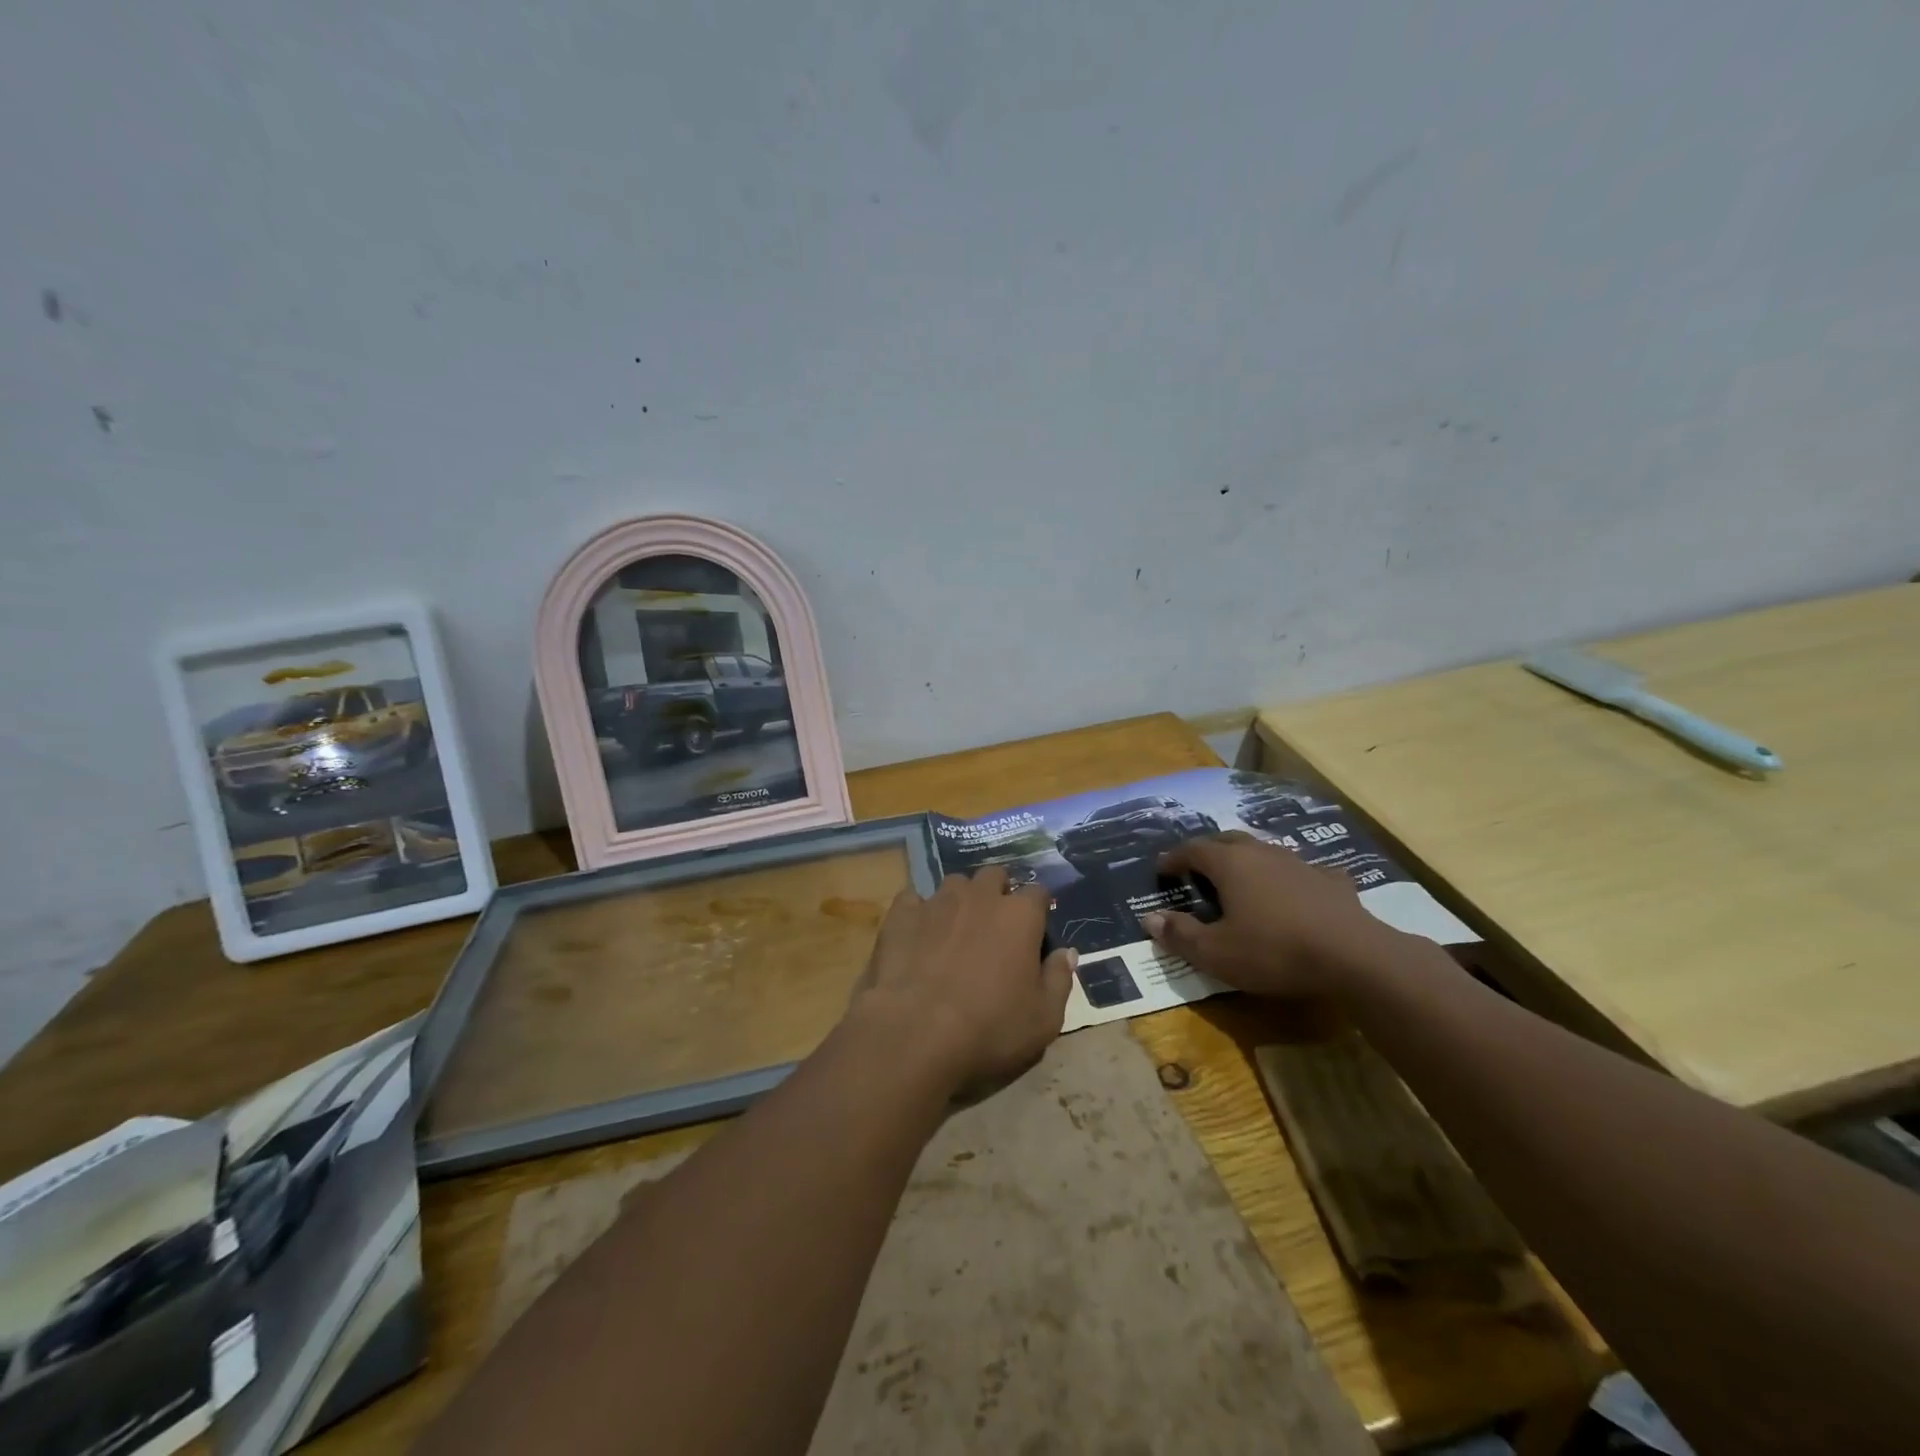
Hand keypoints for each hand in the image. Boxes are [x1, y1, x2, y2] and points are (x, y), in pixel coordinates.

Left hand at [851, 866, 1076, 1096]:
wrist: (915, 1034)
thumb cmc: (989, 1029)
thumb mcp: (1044, 1019)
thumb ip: (1059, 980)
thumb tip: (1066, 953)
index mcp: (1019, 916)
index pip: (1038, 892)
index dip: (1038, 909)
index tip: (1035, 930)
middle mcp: (980, 897)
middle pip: (994, 876)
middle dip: (998, 892)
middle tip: (995, 926)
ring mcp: (937, 901)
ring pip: (955, 883)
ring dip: (960, 899)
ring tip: (955, 929)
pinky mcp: (901, 914)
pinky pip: (913, 899)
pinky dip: (918, 912)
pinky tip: (917, 934)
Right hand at [1140, 832, 1400, 998]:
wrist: (1353, 956)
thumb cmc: (1274, 951)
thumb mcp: (1216, 953)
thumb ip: (1180, 934)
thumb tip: (1150, 918)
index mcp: (1229, 865)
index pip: (1193, 850)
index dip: (1174, 857)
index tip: (1162, 868)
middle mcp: (1262, 854)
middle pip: (1228, 841)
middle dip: (1208, 851)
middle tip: (1197, 867)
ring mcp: (1300, 864)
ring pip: (1265, 852)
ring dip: (1248, 860)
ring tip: (1242, 878)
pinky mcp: (1332, 881)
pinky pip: (1305, 871)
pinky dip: (1292, 878)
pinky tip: (1297, 891)